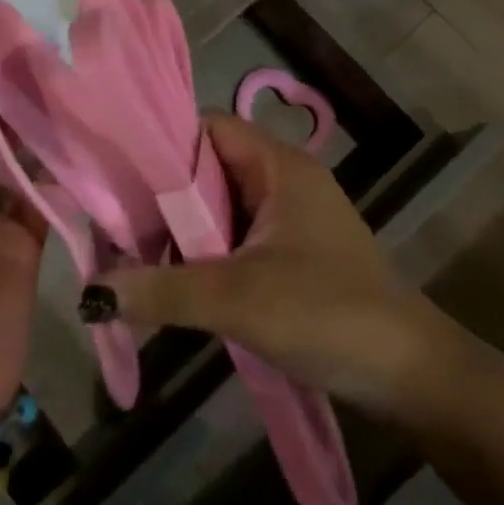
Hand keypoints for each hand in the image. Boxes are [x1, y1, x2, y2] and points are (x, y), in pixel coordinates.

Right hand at [92, 114, 494, 432]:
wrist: (412, 377)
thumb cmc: (328, 314)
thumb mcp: (236, 299)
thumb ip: (161, 290)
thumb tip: (90, 293)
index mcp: (279, 165)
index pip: (206, 127)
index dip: (161, 144)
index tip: (117, 177)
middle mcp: (282, 179)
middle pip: (206, 167)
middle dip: (163, 196)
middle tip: (116, 225)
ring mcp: (288, 217)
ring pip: (217, 206)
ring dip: (181, 231)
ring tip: (134, 255)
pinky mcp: (289, 252)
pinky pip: (232, 236)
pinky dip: (202, 253)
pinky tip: (173, 278)